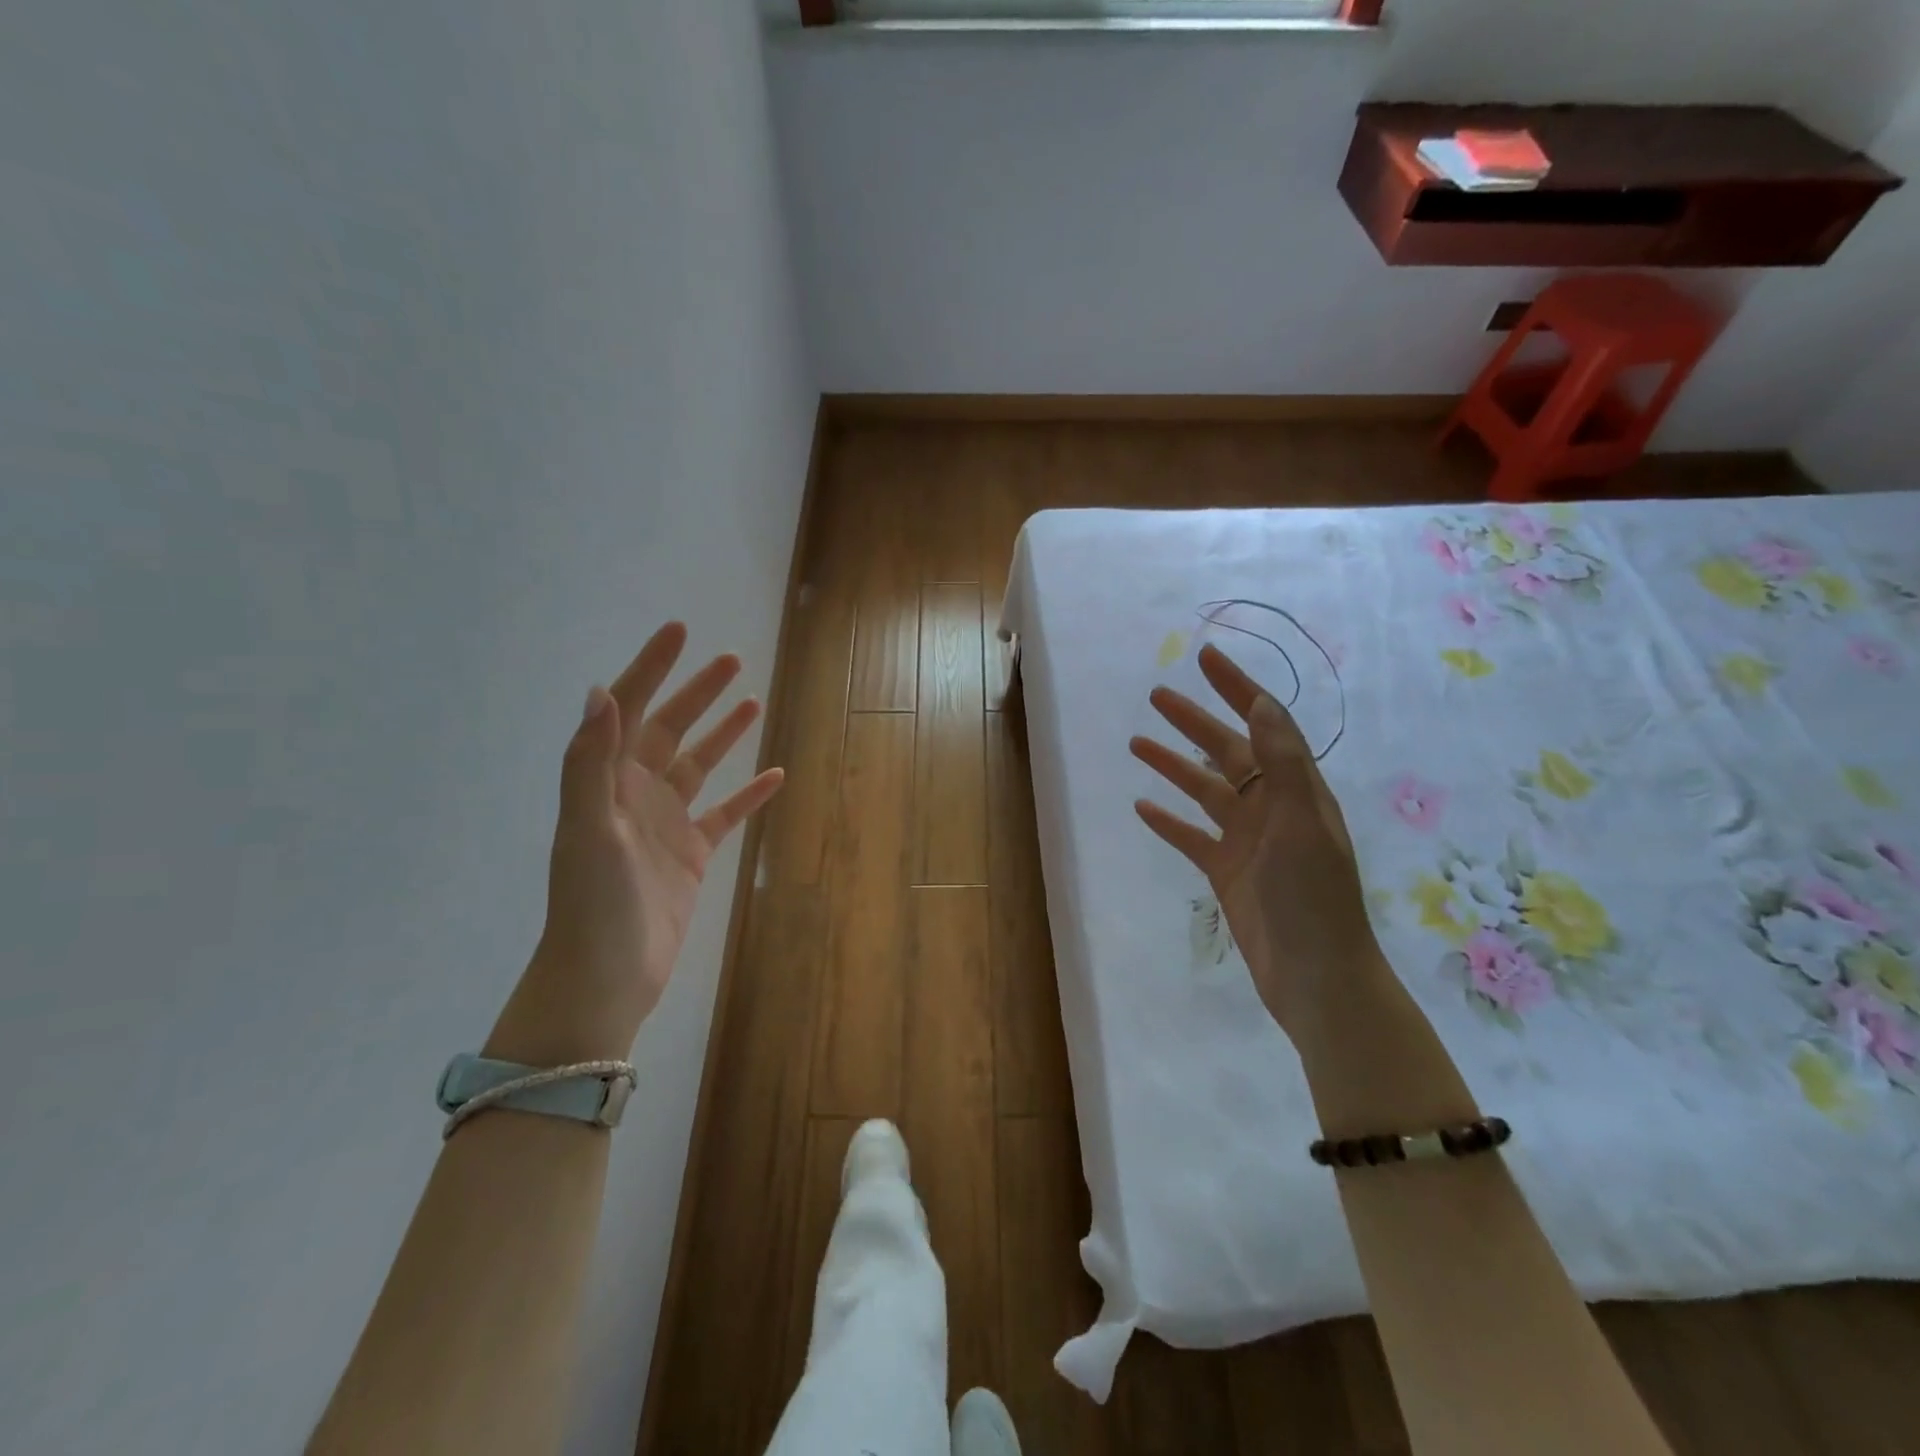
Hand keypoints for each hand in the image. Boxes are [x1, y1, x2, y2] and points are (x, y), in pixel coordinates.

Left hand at [486, 622, 783, 1064]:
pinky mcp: (692, 854)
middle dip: (697, 692)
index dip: (652, 668)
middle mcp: (636, 794)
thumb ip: (590, 762)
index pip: (629, 710)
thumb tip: (602, 692)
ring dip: (723, 734)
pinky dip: (748, 794)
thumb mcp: (588, 829)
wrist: (606, 978)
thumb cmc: (594, 904)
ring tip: (752, 702)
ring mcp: (666, 824)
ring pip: (699, 765)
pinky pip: (725, 814)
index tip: (680, 632)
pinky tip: (775, 776)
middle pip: (669, 729)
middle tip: (731, 660)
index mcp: (607, 781)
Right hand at [1130, 644, 1379, 1043]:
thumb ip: (1281, 763)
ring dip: (1173, 765)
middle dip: (1194, 720)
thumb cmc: (1312, 897)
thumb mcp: (1300, 824)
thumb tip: (1263, 702)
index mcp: (1296, 790)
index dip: (1236, 688)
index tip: (1204, 657)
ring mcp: (1247, 841)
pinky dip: (1168, 820)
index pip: (1264, 724)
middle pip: (1227, 752)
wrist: (1316, 977)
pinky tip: (1142, 807)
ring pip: (1204, 791)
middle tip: (1156, 695)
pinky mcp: (1226, 872)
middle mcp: (1271, 808)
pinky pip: (1190, 837)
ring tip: (1137, 742)